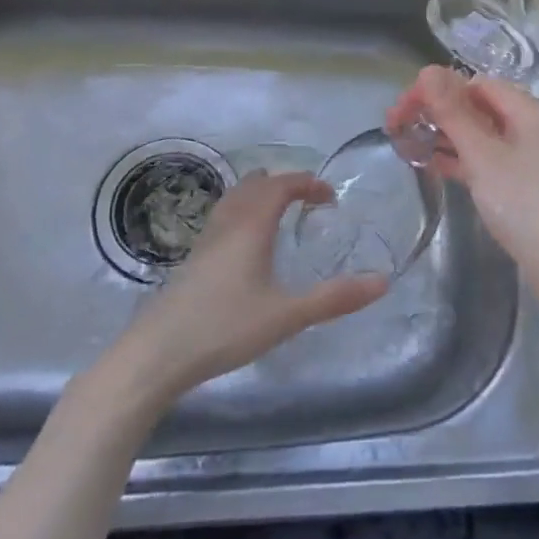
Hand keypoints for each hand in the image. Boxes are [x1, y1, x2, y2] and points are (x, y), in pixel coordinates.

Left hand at [117, 171, 387, 399]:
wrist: (155, 354)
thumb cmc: (224, 327)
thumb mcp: (287, 316)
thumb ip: (334, 299)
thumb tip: (383, 281)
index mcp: (251, 226)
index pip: (282, 185)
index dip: (308, 183)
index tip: (330, 198)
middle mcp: (227, 224)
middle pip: (255, 185)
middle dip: (285, 184)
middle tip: (309, 200)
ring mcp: (205, 241)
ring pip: (235, 199)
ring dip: (260, 195)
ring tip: (280, 212)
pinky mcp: (192, 260)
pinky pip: (223, 218)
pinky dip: (243, 213)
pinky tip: (246, 245)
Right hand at [386, 66, 538, 319]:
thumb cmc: (525, 205)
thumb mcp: (483, 155)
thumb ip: (453, 113)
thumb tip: (428, 70)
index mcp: (528, 110)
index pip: (475, 83)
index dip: (436, 90)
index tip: (401, 109)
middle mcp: (531, 126)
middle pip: (477, 106)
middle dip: (437, 112)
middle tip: (396, 127)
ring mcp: (529, 157)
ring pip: (479, 134)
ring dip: (444, 135)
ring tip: (406, 144)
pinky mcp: (524, 184)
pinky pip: (486, 159)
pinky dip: (460, 159)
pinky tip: (432, 165)